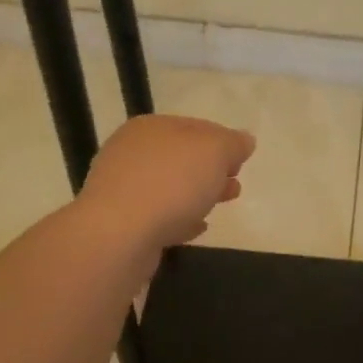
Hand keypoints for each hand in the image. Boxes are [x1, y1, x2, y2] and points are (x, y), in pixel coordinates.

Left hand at [79, 115, 255, 253]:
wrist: (119, 235)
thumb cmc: (171, 182)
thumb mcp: (215, 151)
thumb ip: (233, 143)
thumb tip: (244, 140)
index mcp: (150, 127)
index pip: (194, 126)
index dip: (222, 141)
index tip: (241, 162)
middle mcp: (130, 152)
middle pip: (181, 157)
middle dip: (211, 170)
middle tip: (234, 185)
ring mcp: (121, 189)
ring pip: (169, 187)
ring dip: (197, 194)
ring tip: (220, 206)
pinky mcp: (119, 224)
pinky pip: (157, 216)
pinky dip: (178, 219)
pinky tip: (196, 228)